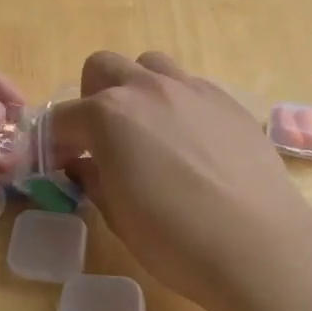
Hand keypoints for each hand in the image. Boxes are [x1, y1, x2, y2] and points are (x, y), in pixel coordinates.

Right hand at [48, 52, 311, 310]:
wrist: (258, 245)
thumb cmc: (174, 238)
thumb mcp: (117, 215)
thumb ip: (93, 179)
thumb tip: (84, 165)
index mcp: (108, 114)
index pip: (62, 118)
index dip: (53, 144)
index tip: (58, 167)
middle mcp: (146, 88)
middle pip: (102, 68)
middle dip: (91, 98)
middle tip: (101, 140)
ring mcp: (191, 89)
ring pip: (149, 65)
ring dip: (136, 89)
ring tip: (147, 131)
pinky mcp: (227, 100)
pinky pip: (189, 86)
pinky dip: (176, 104)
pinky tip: (190, 144)